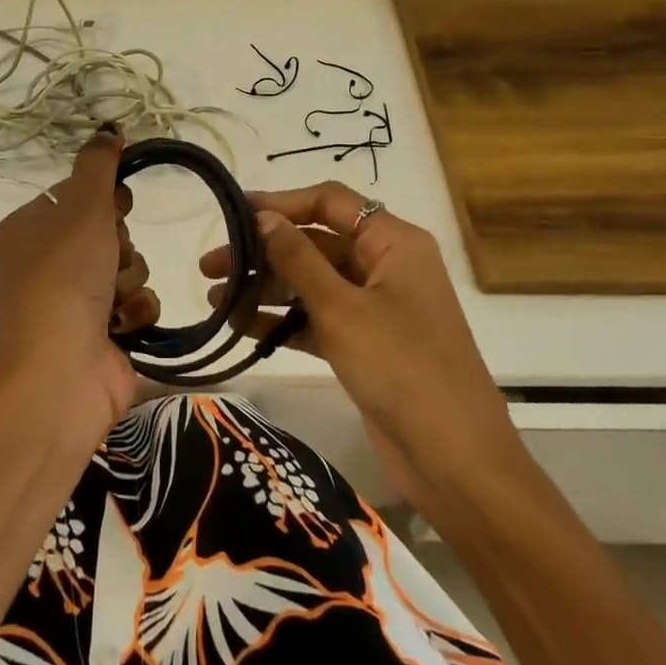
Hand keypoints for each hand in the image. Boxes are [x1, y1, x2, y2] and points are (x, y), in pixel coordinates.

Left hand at [0, 128, 154, 437]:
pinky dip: (136, 310)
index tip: (117, 204)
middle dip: (119, 243)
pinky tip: (122, 324)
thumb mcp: (81, 207)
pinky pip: (137, 301)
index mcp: (30, 228)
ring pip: (128, 264)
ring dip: (130, 277)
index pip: (79, 194)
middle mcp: (48, 262)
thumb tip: (107, 129)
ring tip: (112, 299)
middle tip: (106, 258)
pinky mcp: (102, 331)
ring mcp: (74, 299)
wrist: (61, 370)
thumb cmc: (64, 277)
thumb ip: (98, 165)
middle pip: (108, 229)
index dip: (105, 198)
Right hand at [200, 182, 514, 466]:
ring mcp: (376, 307)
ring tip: (214, 300)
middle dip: (263, 253)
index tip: (233, 213)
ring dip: (266, 289)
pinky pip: (316, 319)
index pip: (330, 203)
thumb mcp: (342, 308)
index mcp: (393, 243)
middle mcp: (385, 266)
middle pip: (316, 243)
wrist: (455, 461)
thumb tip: (264, 217)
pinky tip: (240, 326)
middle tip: (210, 267)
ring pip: (312, 283)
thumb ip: (298, 259)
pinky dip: (282, 321)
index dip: (281, 203)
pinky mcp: (365, 344)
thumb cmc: (401, 367)